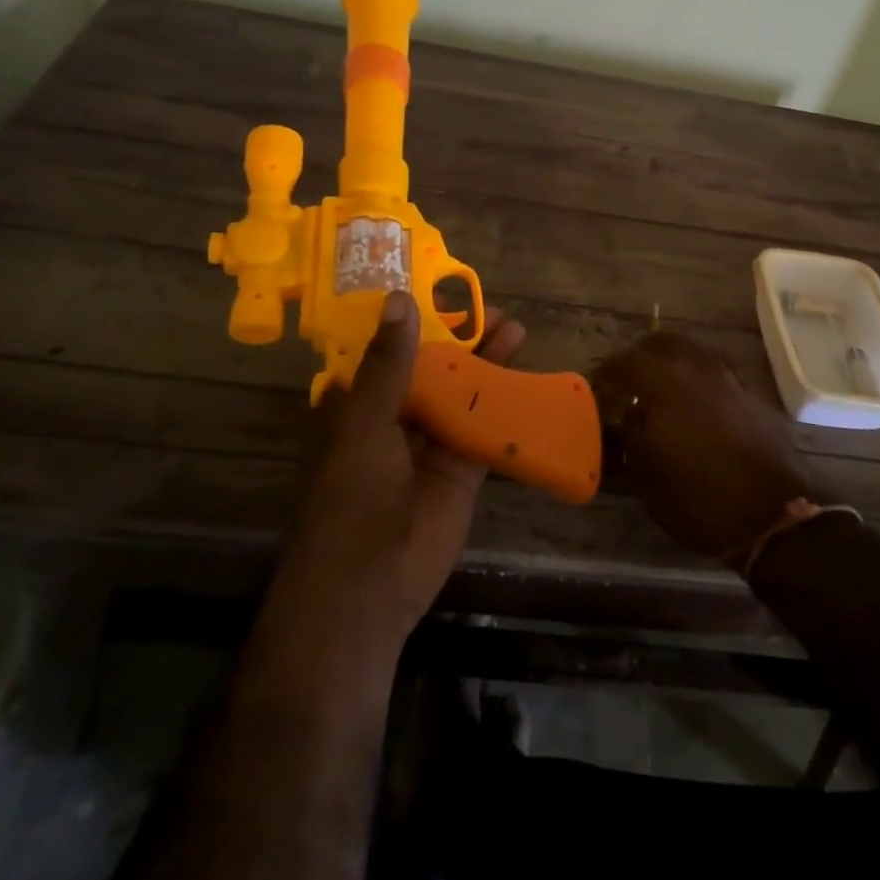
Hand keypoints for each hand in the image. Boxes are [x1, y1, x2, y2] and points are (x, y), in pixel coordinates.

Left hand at [273, 291, 525, 654]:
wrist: (368, 589)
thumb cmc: (352, 499)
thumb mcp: (366, 424)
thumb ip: (389, 366)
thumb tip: (400, 299)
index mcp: (359, 406)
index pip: (388, 351)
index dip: (414, 321)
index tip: (442, 290)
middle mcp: (394, 420)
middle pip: (432, 368)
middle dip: (461, 339)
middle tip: (492, 309)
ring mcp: (429, 446)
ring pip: (461, 394)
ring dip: (486, 365)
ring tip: (516, 330)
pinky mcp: (460, 471)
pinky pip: (484, 430)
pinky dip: (504, 407)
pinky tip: (527, 379)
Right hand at [592, 332, 811, 560]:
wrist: (771, 518)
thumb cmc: (697, 499)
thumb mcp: (645, 475)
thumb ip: (630, 435)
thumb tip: (629, 414)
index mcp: (665, 384)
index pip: (626, 362)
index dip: (607, 372)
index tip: (597, 386)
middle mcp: (698, 370)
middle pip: (663, 343)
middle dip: (641, 357)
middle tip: (630, 379)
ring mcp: (730, 380)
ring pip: (695, 353)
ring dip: (674, 363)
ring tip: (663, 388)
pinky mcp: (754, 397)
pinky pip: (719, 373)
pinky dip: (701, 379)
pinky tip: (697, 404)